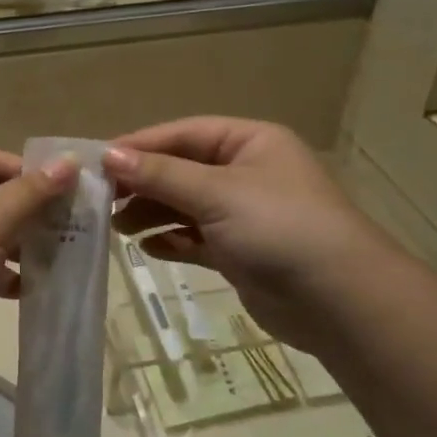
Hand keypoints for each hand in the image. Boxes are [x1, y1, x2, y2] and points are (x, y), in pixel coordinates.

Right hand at [105, 118, 379, 351]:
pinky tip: (147, 249)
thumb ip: (161, 175)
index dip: (140, 145)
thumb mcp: (217, 193)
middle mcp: (246, 172)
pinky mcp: (241, 252)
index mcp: (250, 142)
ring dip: (152, 213)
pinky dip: (172, 241)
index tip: (97, 160)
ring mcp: (244, 214)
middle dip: (143, 183)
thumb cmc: (279, 228)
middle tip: (101, 198)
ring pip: (185, 205)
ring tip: (116, 227)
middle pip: (181, 169)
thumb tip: (108, 155)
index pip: (183, 134)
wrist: (340, 302)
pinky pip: (196, 239)